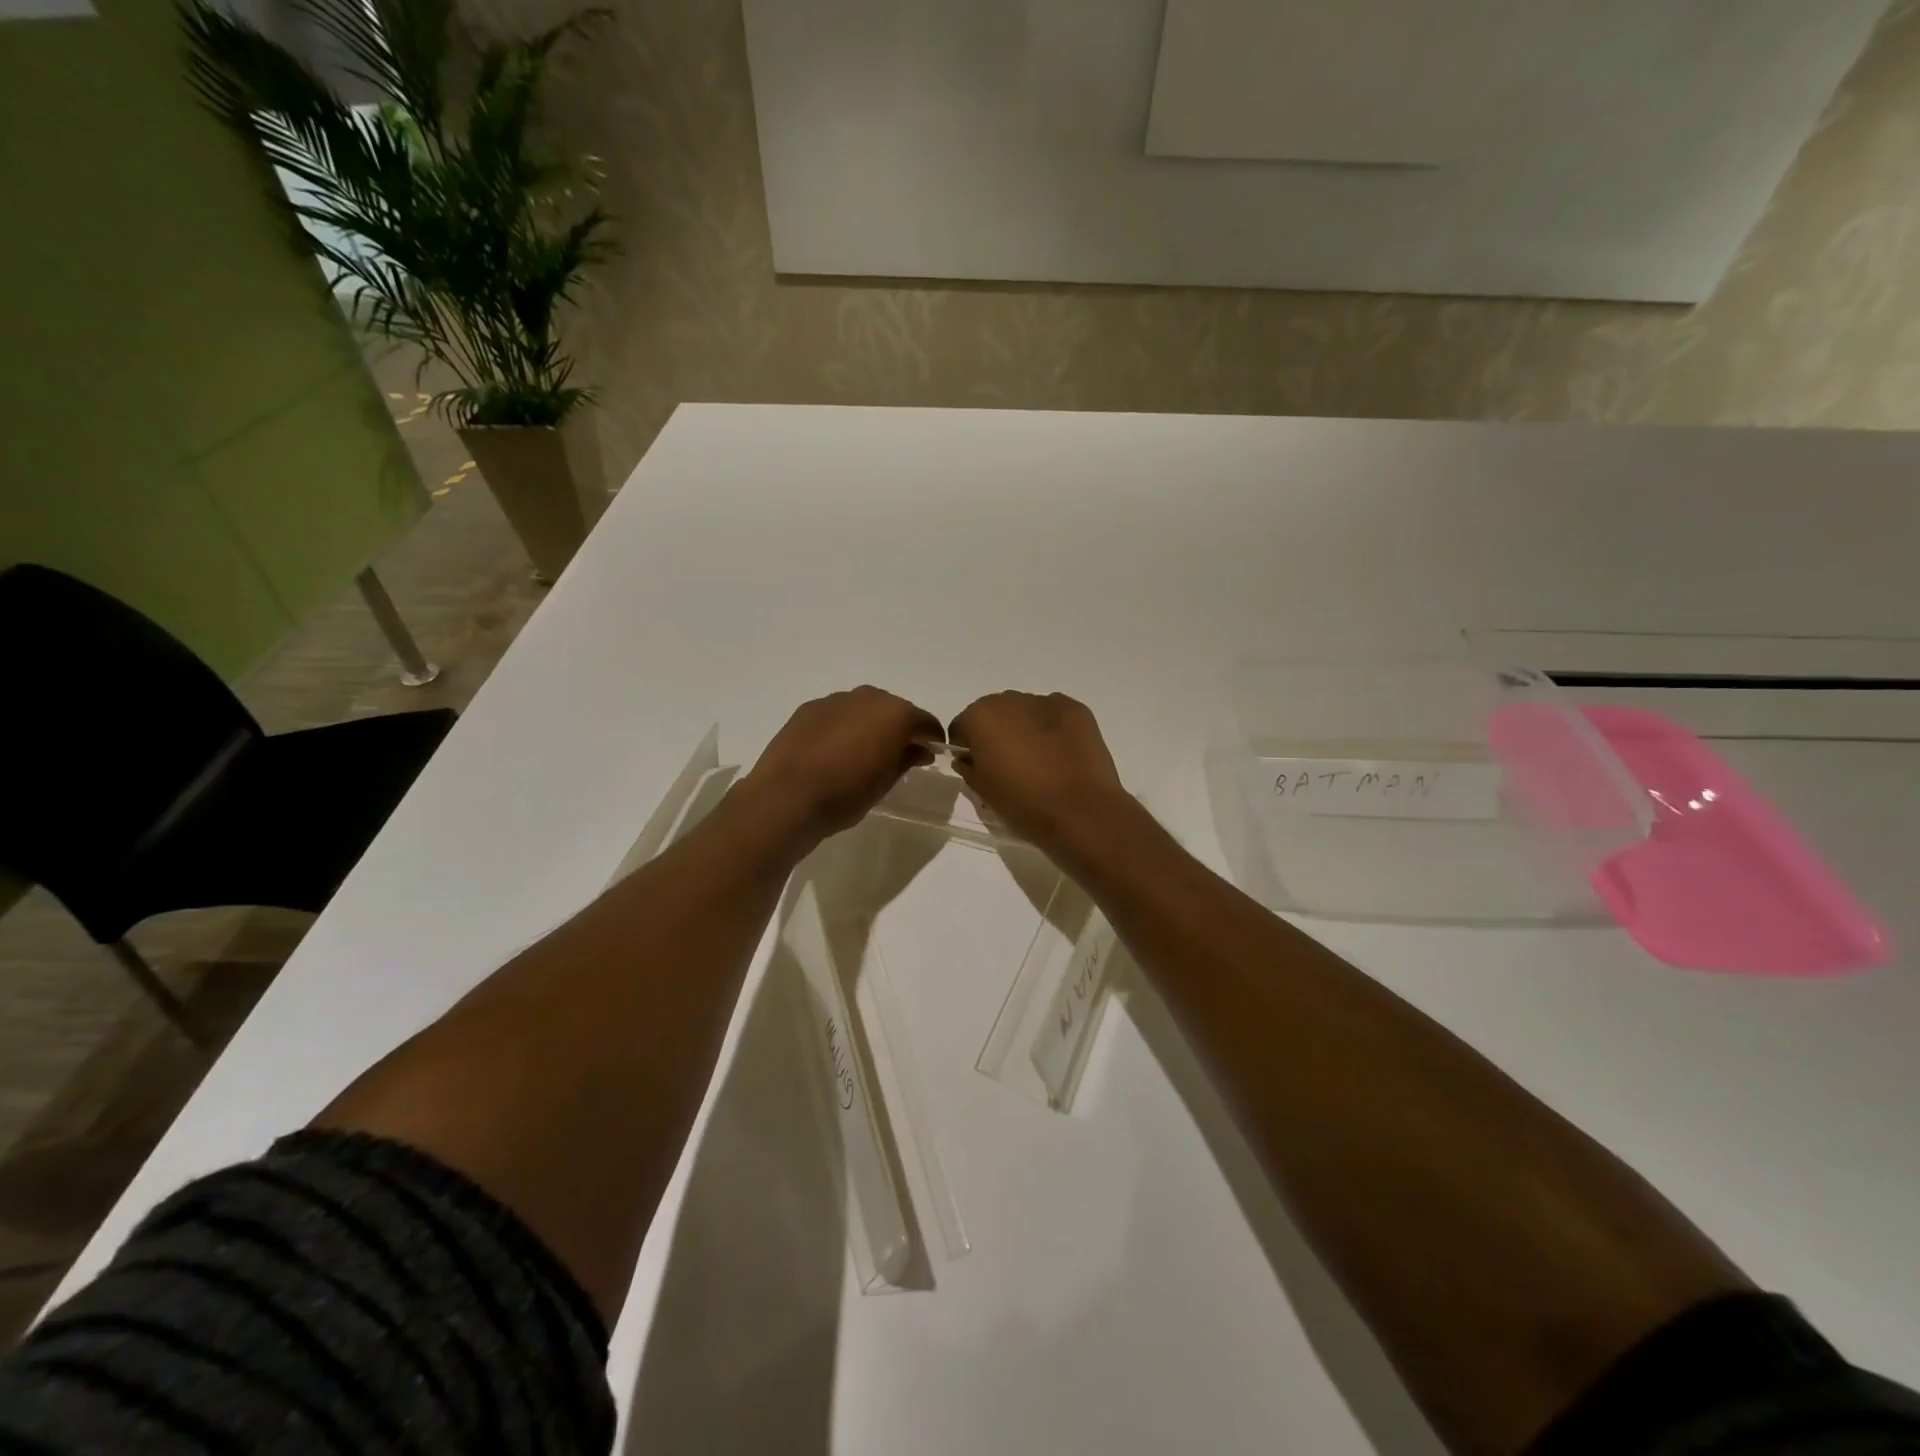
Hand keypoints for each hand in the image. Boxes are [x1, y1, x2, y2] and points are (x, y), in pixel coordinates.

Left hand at [739, 687, 943, 845]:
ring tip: (863, 752)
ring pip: (863, 708)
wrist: (786, 797)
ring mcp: (835, 700)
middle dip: (899, 728)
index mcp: (895, 714)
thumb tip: (920, 749)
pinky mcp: (809, 708)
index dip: (931, 738)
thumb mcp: (885, 783)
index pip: (925, 722)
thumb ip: (906, 759)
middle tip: (897, 754)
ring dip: (869, 725)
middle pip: (894, 710)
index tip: (932, 753)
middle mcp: (868, 697)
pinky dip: (843, 726)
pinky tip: (834, 750)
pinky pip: (837, 714)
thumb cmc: (845, 794)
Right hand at [946, 692, 1134, 859]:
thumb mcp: (984, 793)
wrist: (1080, 811)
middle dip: (997, 733)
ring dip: (1026, 729)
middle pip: (995, 713)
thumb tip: (968, 759)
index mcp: (980, 717)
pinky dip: (1054, 729)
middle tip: (1010, 765)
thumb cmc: (1023, 804)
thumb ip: (968, 768)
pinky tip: (1062, 755)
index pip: (963, 726)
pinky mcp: (1076, 709)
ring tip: (1040, 761)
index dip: (967, 747)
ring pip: (1026, 711)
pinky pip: (1054, 714)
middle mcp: (1009, 700)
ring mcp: (1045, 701)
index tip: (977, 768)